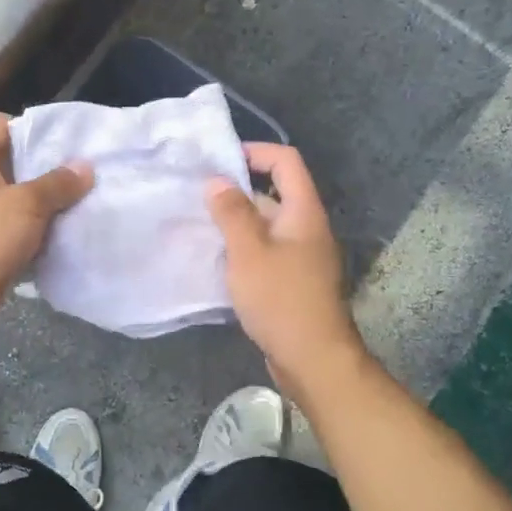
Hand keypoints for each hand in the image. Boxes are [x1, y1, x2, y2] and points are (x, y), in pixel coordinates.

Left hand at [0, 112, 92, 340]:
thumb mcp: (26, 205)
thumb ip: (57, 184)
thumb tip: (85, 167)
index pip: (0, 124)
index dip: (32, 127)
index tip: (66, 141)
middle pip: (13, 161)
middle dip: (48, 167)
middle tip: (86, 172)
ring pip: (18, 198)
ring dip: (47, 202)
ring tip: (84, 201)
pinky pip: (16, 228)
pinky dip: (38, 230)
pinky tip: (66, 233)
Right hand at [207, 143, 363, 383]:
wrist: (313, 359)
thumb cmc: (281, 299)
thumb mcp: (249, 251)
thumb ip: (232, 213)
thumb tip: (217, 180)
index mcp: (303, 212)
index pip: (286, 161)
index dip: (256, 151)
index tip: (220, 160)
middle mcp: (306, 228)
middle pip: (274, 193)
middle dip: (237, 190)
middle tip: (198, 195)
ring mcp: (300, 256)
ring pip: (266, 225)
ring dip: (236, 222)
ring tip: (199, 224)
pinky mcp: (291, 281)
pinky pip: (265, 251)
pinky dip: (242, 248)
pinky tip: (216, 259)